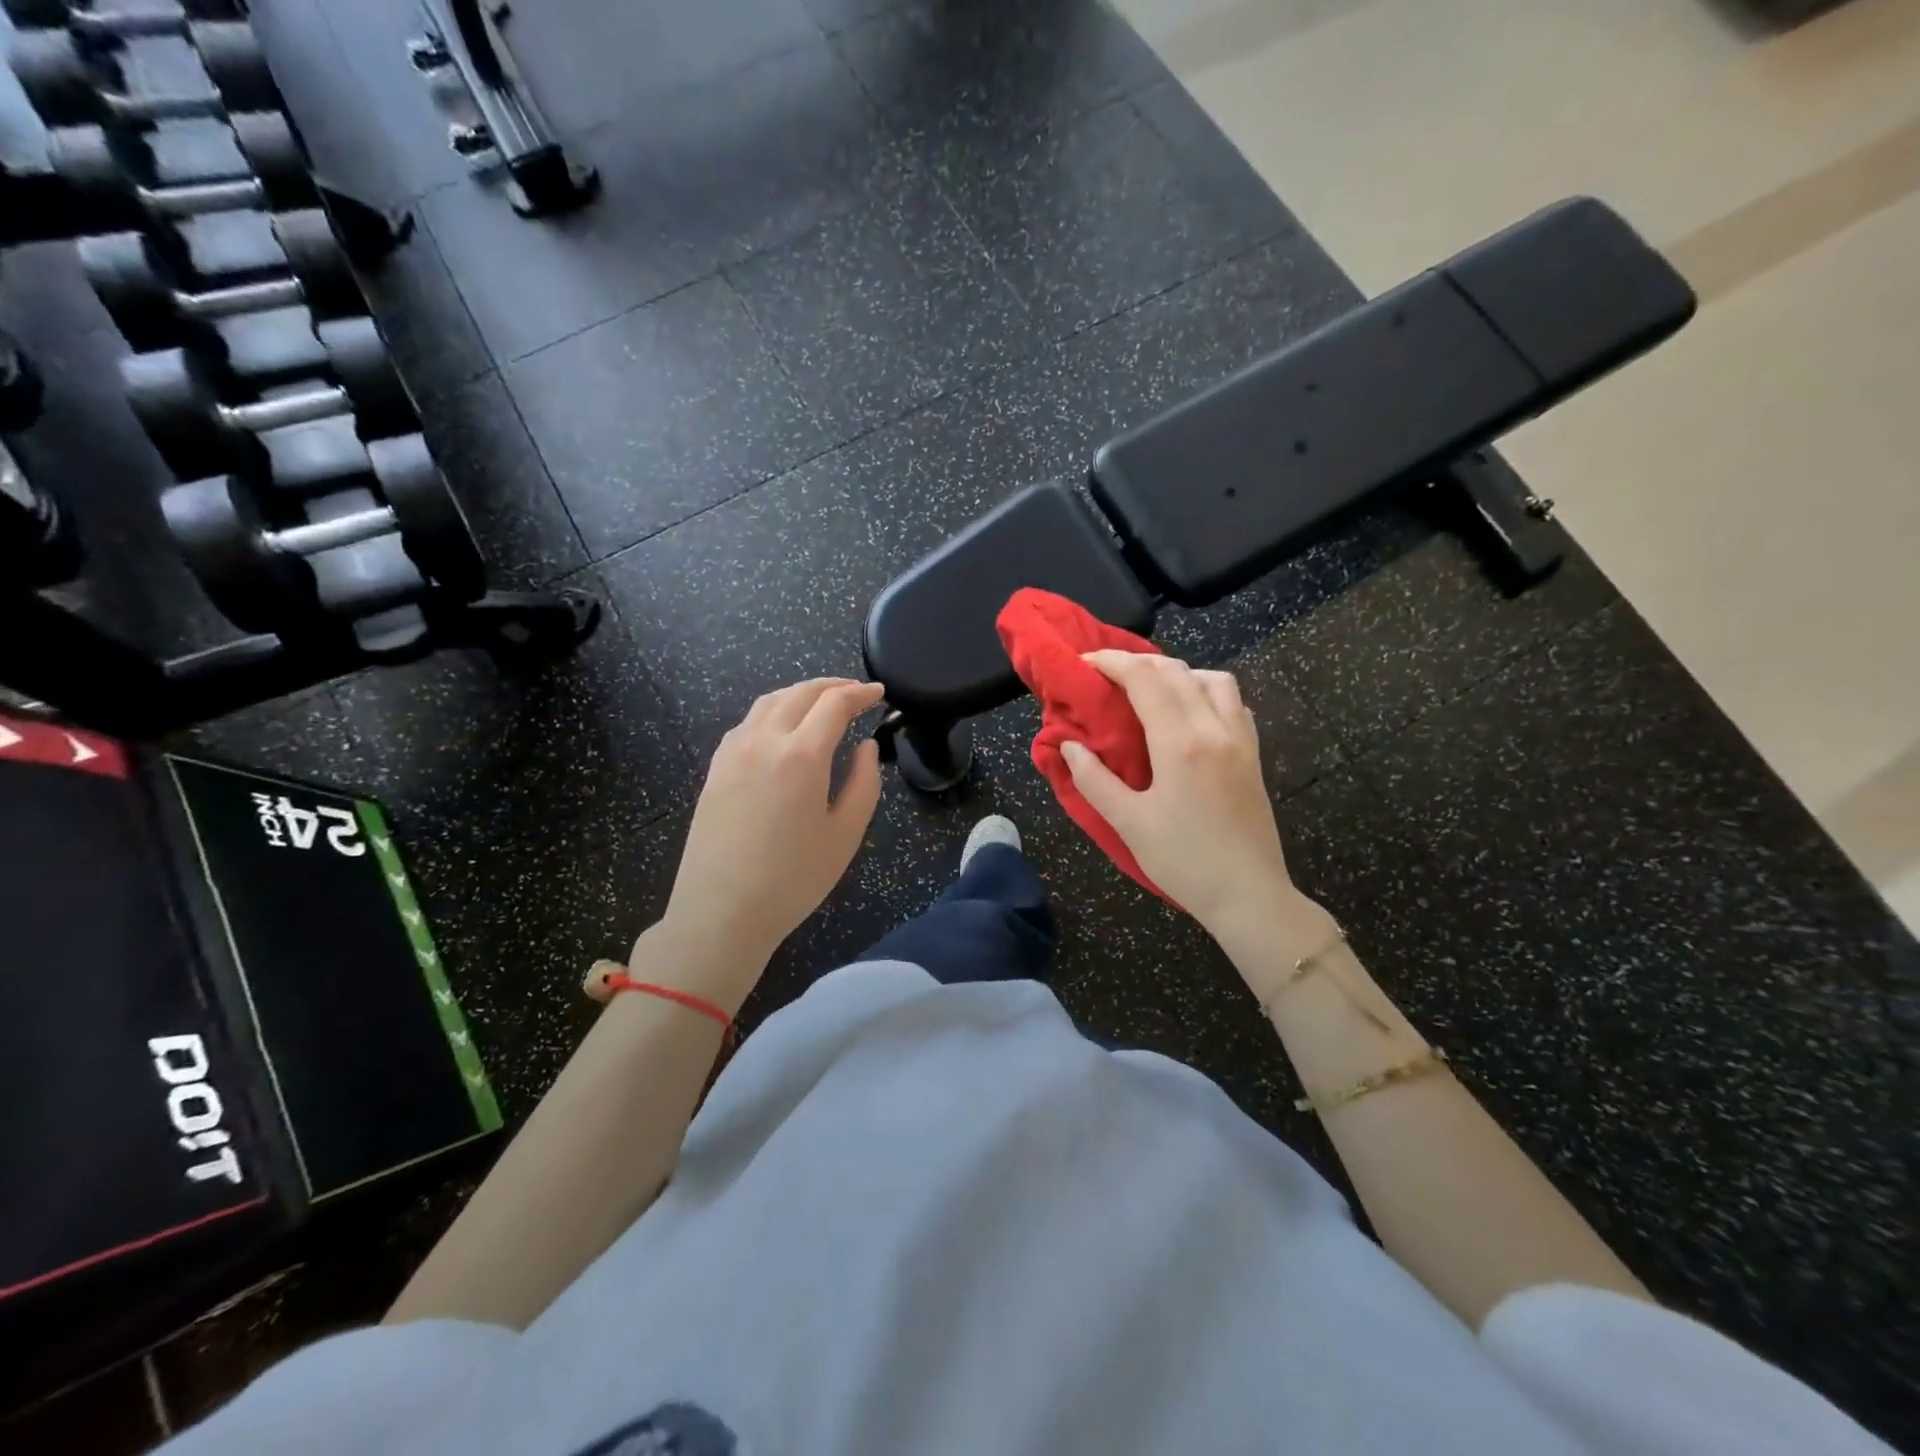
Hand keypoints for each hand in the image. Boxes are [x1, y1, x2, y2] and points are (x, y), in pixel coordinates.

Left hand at [654, 678, 883, 977]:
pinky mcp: (715, 768)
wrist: (720, 912)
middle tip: (856, 691)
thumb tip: (866, 746)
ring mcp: (733, 752)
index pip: (835, 704)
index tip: (880, 694)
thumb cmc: (793, 879)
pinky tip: (782, 728)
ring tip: (821, 701)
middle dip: (832, 685)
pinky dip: (772, 711)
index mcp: (801, 755)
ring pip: (769, 702)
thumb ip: (864, 782)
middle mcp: (764, 741)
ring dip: (800, 693)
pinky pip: (747, 723)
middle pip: (800, 693)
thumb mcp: (845, 834)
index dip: (861, 693)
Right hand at [1061, 651, 1319, 949]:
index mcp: (1181, 742)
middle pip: (1176, 671)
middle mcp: (1214, 728)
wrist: (1249, 895)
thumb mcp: (1129, 823)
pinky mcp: (1253, 754)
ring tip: (1151, 690)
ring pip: (1213, 678)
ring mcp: (1240, 739)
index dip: (1112, 662)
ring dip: (1178, 672)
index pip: (1144, 679)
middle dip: (1138, 662)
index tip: (1085, 663)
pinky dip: (1207, 691)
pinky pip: (1234, 703)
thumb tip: (1069, 746)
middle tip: (1107, 674)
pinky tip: (1190, 714)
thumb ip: (1094, 780)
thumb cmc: (1184, 861)